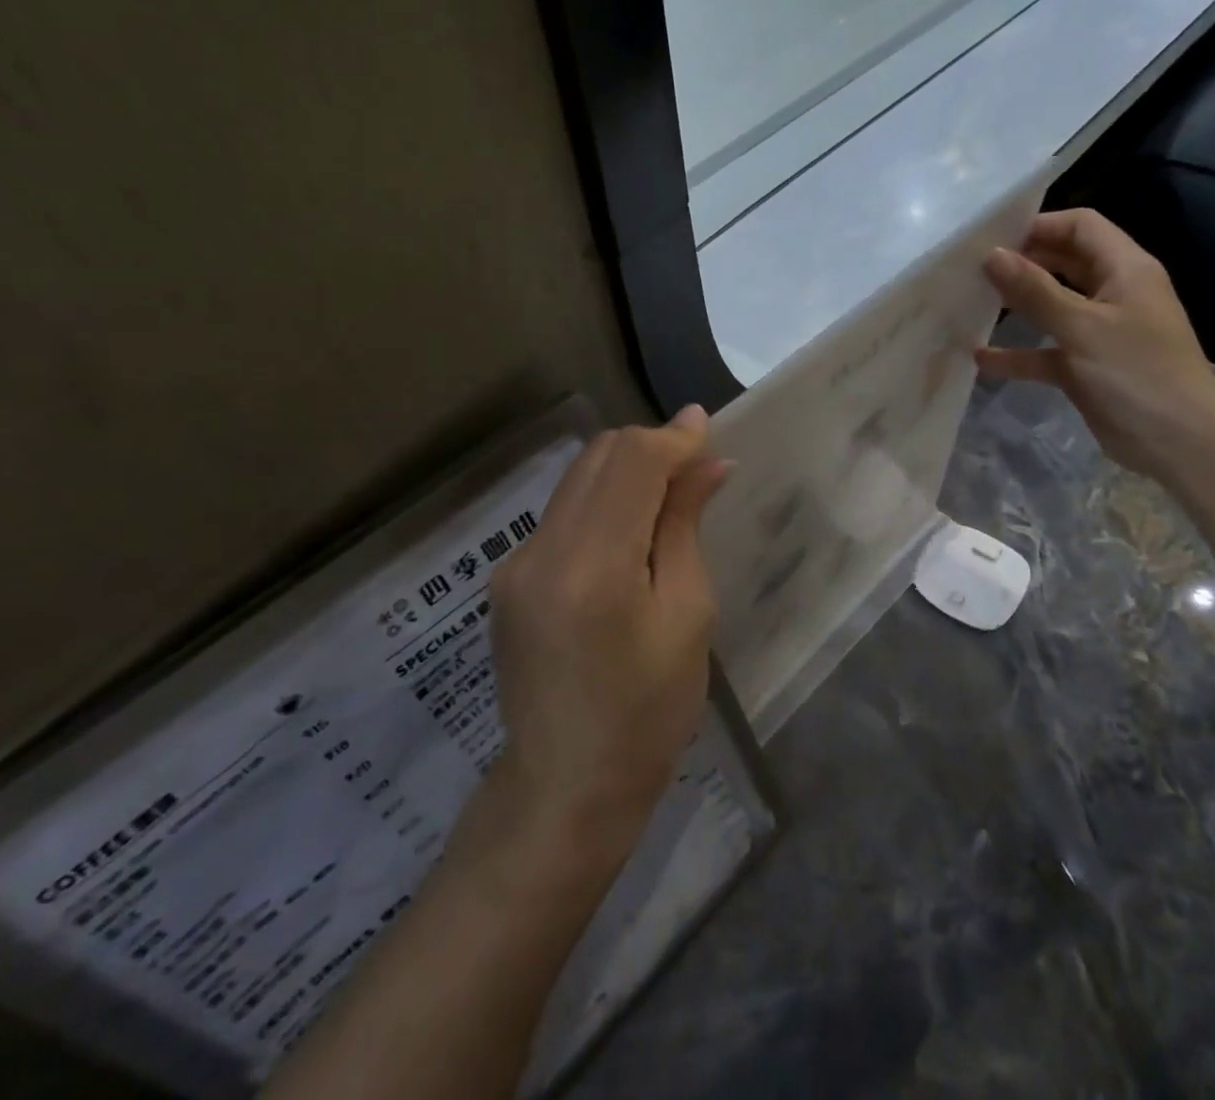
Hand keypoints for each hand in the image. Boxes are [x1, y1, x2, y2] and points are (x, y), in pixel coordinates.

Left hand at [487, 407, 731, 846]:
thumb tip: (708, 464)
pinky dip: (600, 504)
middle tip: (694, 467)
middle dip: (649, 448)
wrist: (566, 788)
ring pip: (576, 480)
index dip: (673, 437)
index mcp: (594, 566)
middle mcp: (542, 551)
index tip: (707, 426)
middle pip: (598, 458)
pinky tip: (628, 534)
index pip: (632, 462)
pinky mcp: (506, 579)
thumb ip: (685, 527)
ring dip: (624, 472)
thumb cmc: (648, 713)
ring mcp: (515, 565)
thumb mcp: (687, 616)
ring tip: (668, 496)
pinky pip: (561, 515)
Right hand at [976, 209, 1214, 484]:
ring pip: (1053, 307)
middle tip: (974, 269)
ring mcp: (1099, 332)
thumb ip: (1035, 290)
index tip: (993, 238)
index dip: (1040, 225)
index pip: (1081, 227)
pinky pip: (1046, 352)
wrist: (1179, 445)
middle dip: (1023, 263)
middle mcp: (1113, 293)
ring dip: (1017, 306)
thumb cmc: (1137, 374)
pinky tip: (981, 359)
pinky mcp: (1087, 367)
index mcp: (1125, 270)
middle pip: (1064, 263)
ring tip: (972, 303)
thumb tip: (992, 254)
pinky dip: (1019, 353)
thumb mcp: (1082, 327)